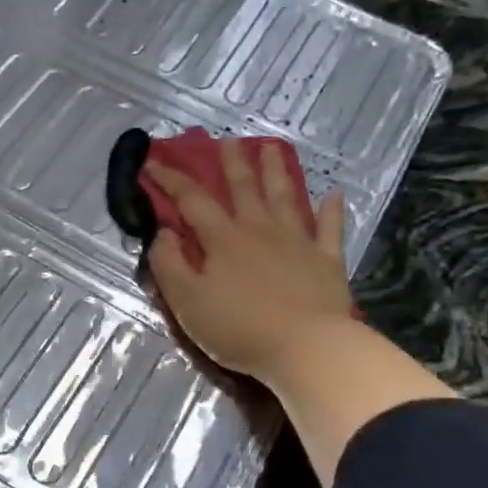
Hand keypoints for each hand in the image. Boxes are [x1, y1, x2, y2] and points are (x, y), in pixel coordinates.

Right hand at [144, 140, 351, 391]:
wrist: (306, 348)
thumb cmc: (239, 327)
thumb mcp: (187, 301)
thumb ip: (169, 264)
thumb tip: (163, 233)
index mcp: (223, 239)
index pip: (192, 200)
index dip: (171, 179)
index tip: (154, 162)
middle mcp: (260, 230)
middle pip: (244, 188)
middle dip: (232, 162)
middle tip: (227, 140)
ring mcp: (298, 242)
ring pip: (284, 196)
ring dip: (275, 170)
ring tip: (270, 147)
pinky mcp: (327, 261)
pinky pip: (330, 229)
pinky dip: (331, 210)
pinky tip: (334, 194)